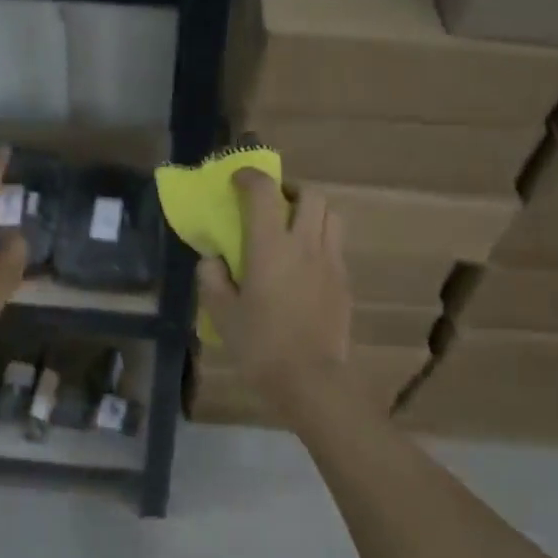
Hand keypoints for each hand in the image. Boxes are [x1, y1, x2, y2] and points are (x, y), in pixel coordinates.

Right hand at [198, 171, 352, 422]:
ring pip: (331, 215)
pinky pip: (336, 245)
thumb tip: (213, 260)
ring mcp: (330, 261)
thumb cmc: (260, 346)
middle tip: (272, 205)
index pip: (264, 191)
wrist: (311, 381)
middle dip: (289, 190)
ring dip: (312, 211)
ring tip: (294, 229)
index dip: (250, 177)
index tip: (237, 181)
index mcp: (270, 247)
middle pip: (310, 194)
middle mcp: (305, 244)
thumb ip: (212, 279)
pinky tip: (305, 264)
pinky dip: (321, 240)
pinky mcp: (344, 282)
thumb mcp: (222, 314)